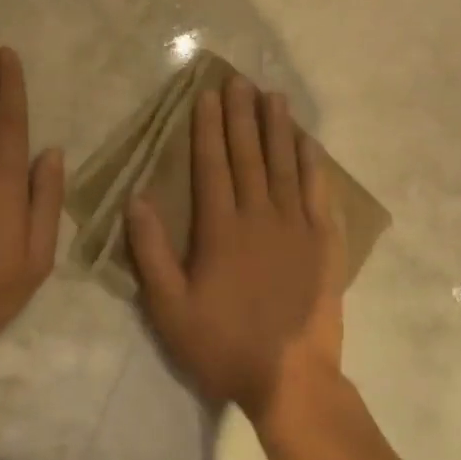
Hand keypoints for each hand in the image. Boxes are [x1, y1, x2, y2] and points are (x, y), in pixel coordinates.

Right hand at [127, 75, 345, 423]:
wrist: (290, 379)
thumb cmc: (222, 344)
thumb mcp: (169, 308)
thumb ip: (151, 251)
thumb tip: (137, 198)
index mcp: (220, 229)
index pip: (212, 165)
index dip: (208, 128)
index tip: (207, 96)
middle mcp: (260, 216)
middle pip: (249, 155)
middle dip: (242, 115)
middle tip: (239, 80)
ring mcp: (296, 227)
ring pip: (285, 165)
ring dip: (278, 128)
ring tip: (274, 96)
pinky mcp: (323, 243)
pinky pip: (318, 193)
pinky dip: (313, 164)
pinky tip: (309, 143)